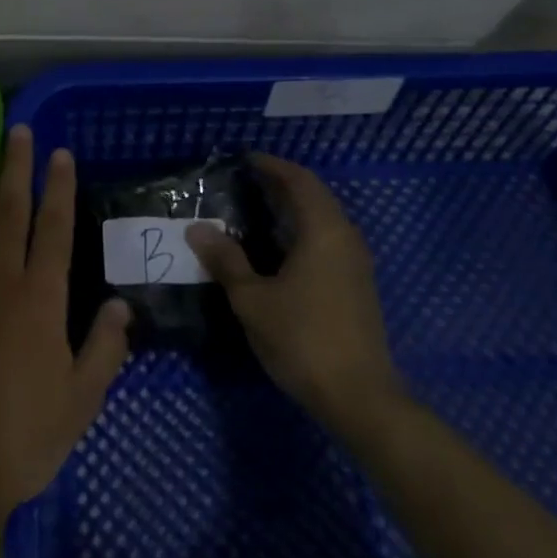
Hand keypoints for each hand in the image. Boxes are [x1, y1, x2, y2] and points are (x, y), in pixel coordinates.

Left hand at [0, 127, 132, 539]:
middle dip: (16, 166)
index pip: (54, 228)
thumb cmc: (18, 438)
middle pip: (8, 209)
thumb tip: (122, 306)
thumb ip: (103, 350)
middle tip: (18, 129)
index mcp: (40, 299)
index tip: (59, 154)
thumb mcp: (79, 403)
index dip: (58, 188)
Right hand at [186, 154, 403, 439]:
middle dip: (282, 184)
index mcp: (324, 232)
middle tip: (245, 182)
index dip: (273, 166)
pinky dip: (302, 231)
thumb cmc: (302, 339)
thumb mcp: (253, 299)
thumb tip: (198, 229)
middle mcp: (346, 239)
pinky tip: (277, 249)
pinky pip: (328, 241)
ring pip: (324, 220)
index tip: (245, 160)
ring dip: (293, 209)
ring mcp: (356, 264)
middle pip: (315, 197)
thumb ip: (226, 260)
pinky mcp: (356, 287)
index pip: (300, 181)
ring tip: (255, 210)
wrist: (359, 397)